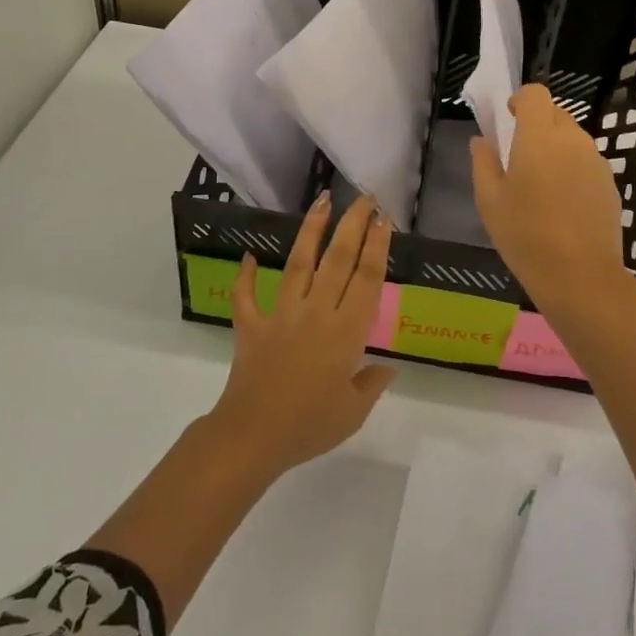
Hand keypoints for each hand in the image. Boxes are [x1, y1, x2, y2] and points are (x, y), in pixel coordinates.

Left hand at [208, 192, 396, 478]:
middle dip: (353, 224)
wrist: (253, 436)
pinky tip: (250, 255)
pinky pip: (248, 295)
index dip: (378, 246)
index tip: (385, 220)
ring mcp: (281, 314)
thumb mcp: (353, 412)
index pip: (367, 279)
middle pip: (338, 259)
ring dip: (312, 229)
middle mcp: (317, 312)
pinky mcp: (253, 324)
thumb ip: (372, 384)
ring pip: (299, 263)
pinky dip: (247, 275)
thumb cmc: (310, 426)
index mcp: (346, 332)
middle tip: (364, 198)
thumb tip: (387, 368)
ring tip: (322, 201)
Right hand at [471, 85, 628, 313]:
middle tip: (519, 155)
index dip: (521, 100)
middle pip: (556, 113)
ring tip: (540, 184)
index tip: (508, 119)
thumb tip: (482, 141)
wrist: (581, 276)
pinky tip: (562, 203)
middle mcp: (572, 139)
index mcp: (539, 137)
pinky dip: (572, 168)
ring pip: (573, 138)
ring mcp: (596, 161)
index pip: (536, 94)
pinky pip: (586, 161)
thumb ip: (484, 163)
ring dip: (555, 147)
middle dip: (537, 124)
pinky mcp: (610, 182)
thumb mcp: (490, 201)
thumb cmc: (525, 235)